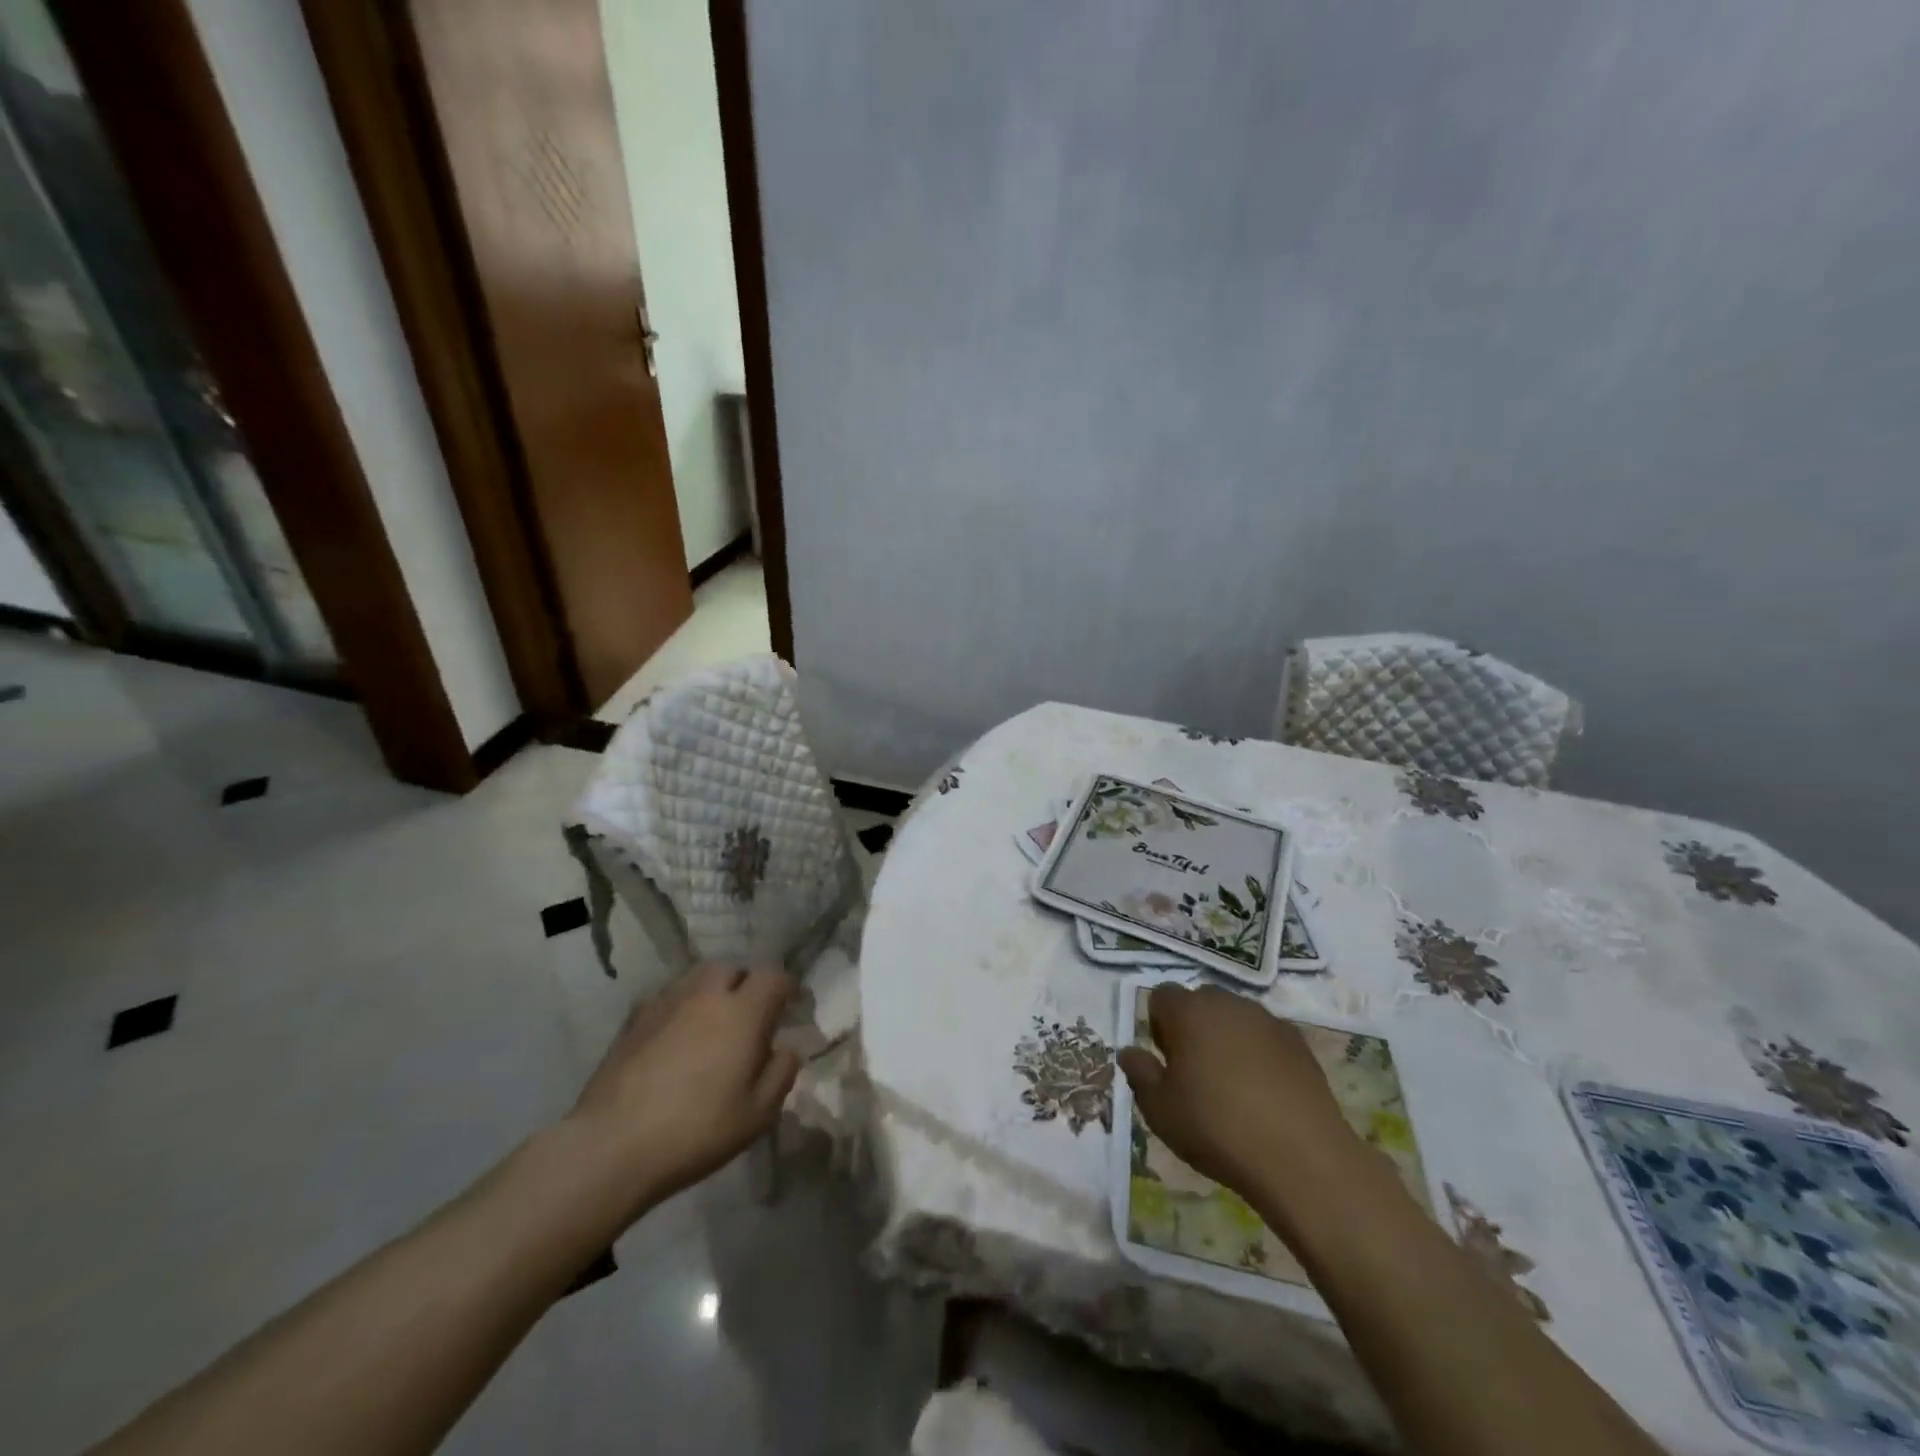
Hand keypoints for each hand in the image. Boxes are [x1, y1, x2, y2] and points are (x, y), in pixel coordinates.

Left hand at [565, 965, 800, 1217]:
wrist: (613, 1145)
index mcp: (743, 1011)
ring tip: (712, 1022)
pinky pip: (667, 997)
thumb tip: (786, 1047)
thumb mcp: (758, 1113)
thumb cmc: (697, 1130)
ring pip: (697, 978)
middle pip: (732, 969)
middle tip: (749, 1016)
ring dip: (711, 991)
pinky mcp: (634, 1019)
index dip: (787, 989)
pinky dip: (680, 1007)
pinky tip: (676, 1036)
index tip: (791, 1007)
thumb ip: (782, 1072)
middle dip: (746, 985)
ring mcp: (666, 1002)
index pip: (774, 977)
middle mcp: (706, 995)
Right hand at [1116, 983, 1363, 1198]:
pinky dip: (1260, 1054)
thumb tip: (1129, 1051)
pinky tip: (1265, 1094)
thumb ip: (1139, 1073)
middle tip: (1195, 1073)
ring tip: (1232, 1086)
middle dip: (1192, 1027)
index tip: (1167, 1062)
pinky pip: (1266, 1037)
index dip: (1158, 1025)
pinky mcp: (1299, 1042)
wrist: (1301, 1158)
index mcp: (1188, 1012)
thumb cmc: (1216, 1128)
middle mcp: (1227, 1003)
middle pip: (1200, 1002)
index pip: (1161, 996)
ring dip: (1227, 1039)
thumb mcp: (1159, 1110)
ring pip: (1235, 1018)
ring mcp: (1267, 1020)